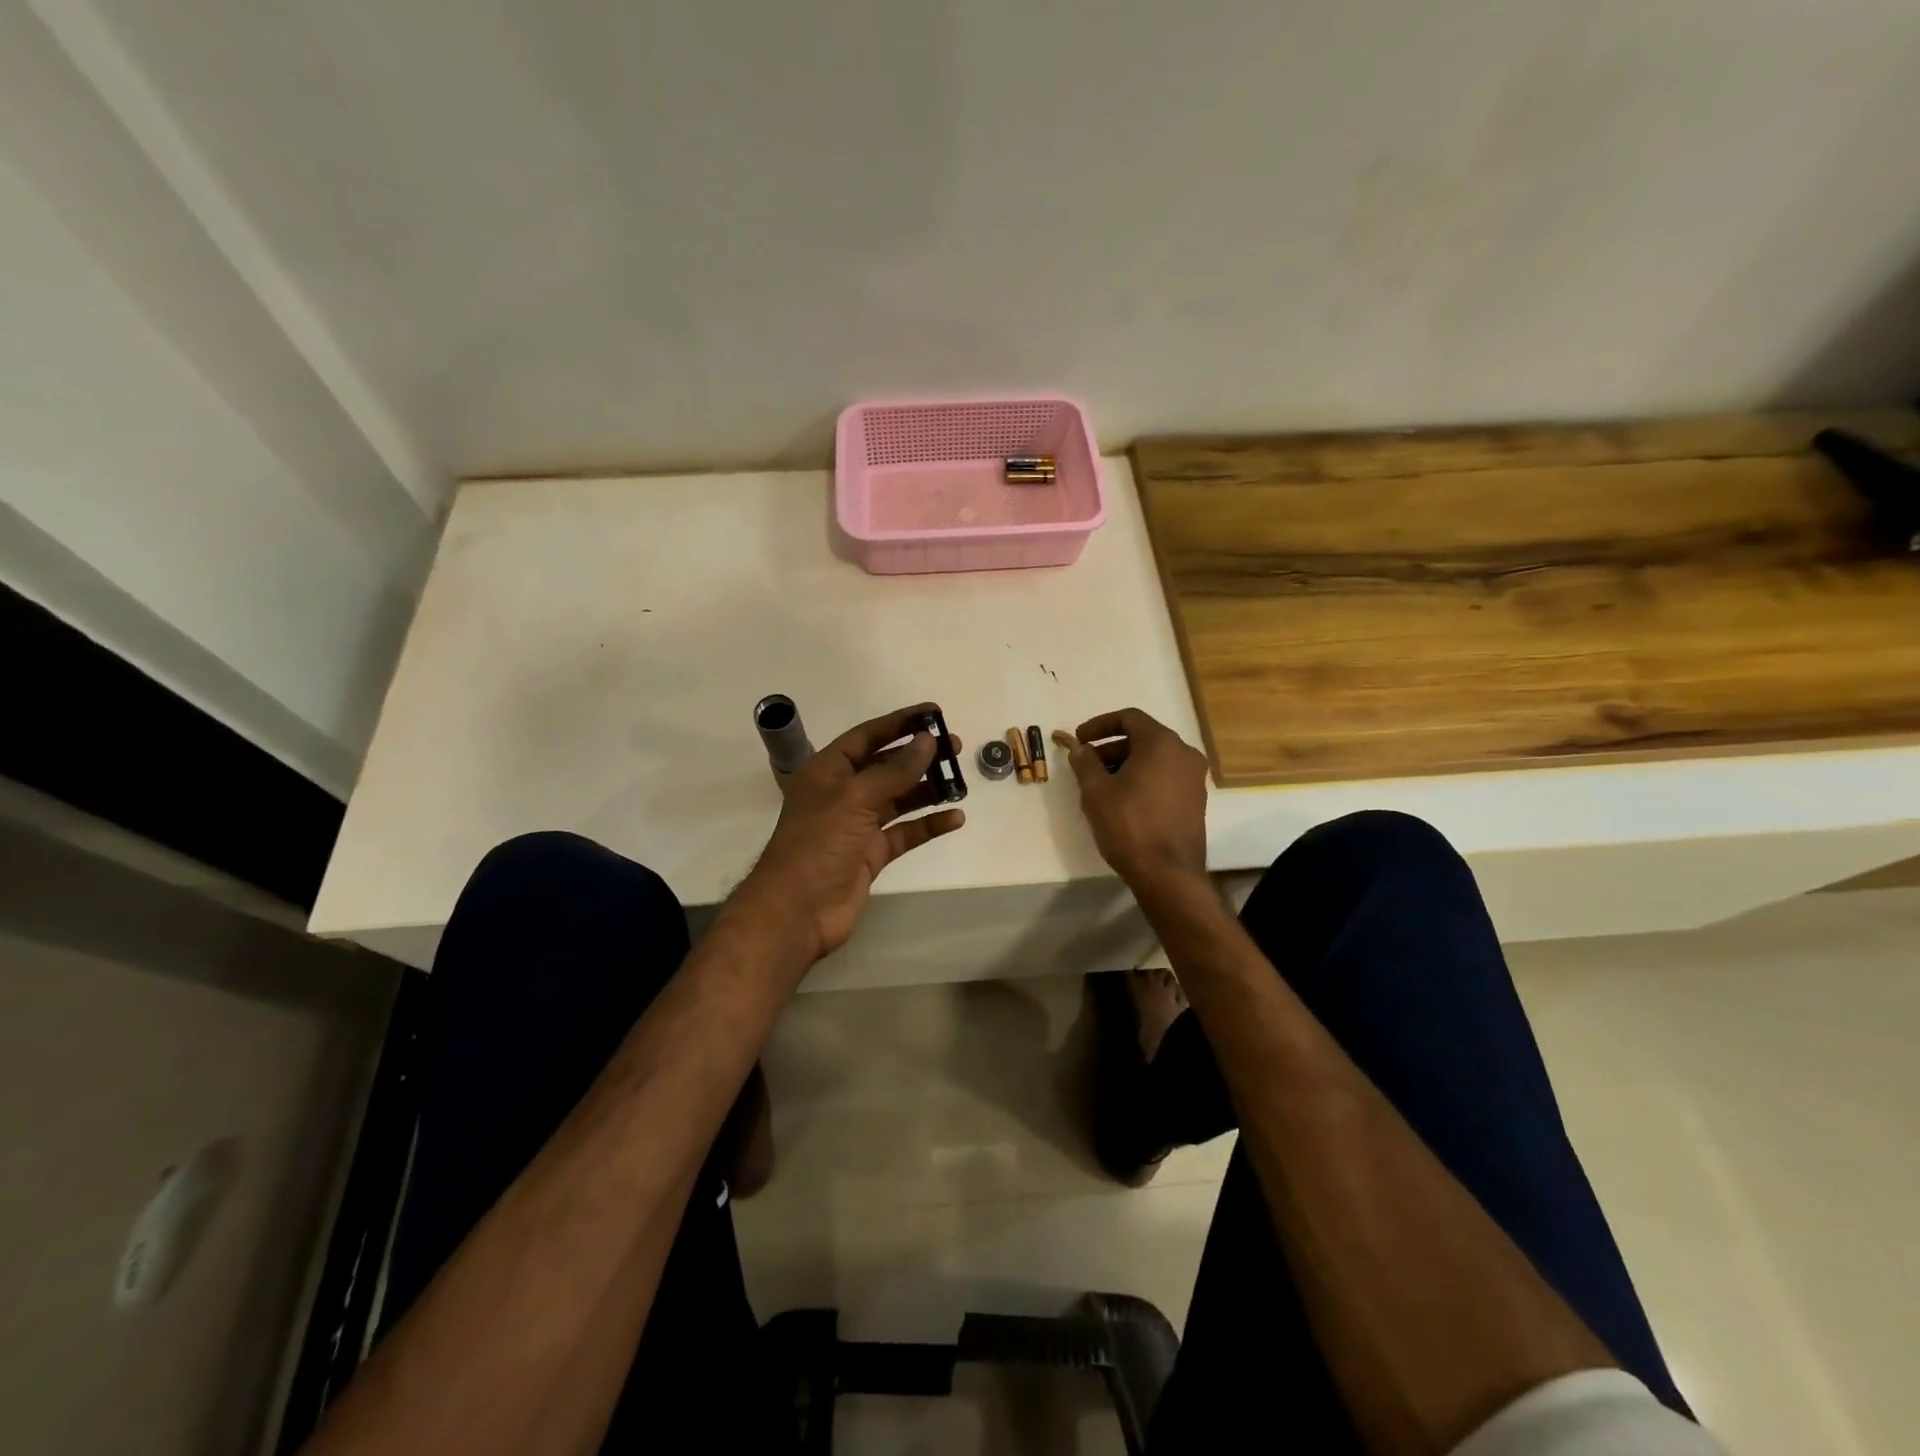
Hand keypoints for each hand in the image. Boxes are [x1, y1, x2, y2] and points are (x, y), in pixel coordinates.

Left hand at [739, 703, 965, 962]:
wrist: (797, 911)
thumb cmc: (818, 844)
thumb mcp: (854, 799)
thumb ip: (894, 771)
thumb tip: (928, 741)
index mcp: (827, 771)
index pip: (867, 736)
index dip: (899, 723)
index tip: (933, 713)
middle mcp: (842, 793)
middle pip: (886, 766)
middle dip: (919, 756)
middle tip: (954, 747)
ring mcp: (857, 825)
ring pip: (898, 799)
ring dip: (927, 789)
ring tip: (960, 782)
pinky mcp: (871, 854)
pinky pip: (905, 833)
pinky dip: (928, 825)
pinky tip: (954, 818)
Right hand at [1055, 708, 1208, 893]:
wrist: (1167, 873)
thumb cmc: (1128, 825)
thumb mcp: (1096, 791)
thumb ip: (1084, 762)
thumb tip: (1079, 748)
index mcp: (1161, 743)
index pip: (1129, 718)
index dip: (1099, 724)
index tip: (1079, 739)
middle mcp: (1184, 753)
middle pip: (1143, 737)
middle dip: (1111, 747)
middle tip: (1086, 764)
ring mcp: (1194, 777)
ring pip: (1155, 758)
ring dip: (1126, 763)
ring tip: (1101, 784)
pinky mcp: (1195, 800)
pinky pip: (1165, 776)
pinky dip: (1143, 778)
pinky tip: (1123, 800)